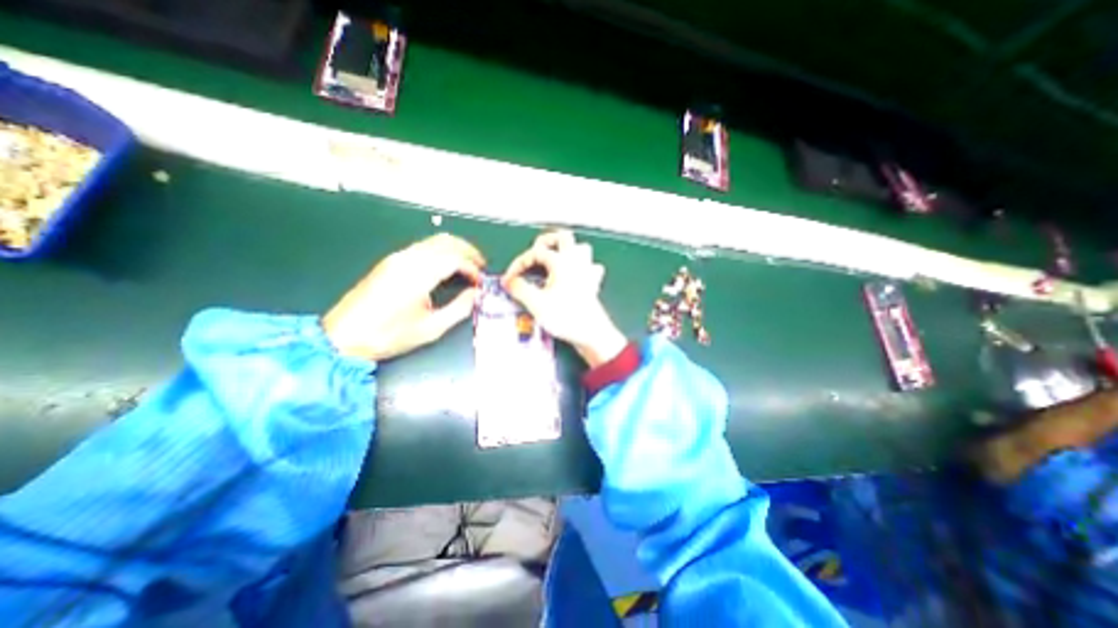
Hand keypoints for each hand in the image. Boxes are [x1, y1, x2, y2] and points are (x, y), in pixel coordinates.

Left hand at [322, 233, 481, 360]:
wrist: (343, 337)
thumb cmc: (387, 336)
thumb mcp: (431, 329)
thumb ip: (459, 309)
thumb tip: (476, 295)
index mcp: (418, 274)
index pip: (455, 259)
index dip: (472, 269)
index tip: (480, 283)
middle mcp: (407, 259)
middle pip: (445, 241)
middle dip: (468, 251)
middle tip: (481, 266)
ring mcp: (396, 258)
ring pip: (434, 241)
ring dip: (455, 250)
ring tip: (467, 266)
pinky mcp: (390, 262)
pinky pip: (422, 248)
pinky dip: (441, 253)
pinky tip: (446, 268)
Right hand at [503, 230, 625, 366]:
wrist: (592, 333)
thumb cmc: (566, 317)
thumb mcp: (536, 303)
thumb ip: (519, 288)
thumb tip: (508, 281)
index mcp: (561, 262)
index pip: (535, 252)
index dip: (519, 263)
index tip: (511, 278)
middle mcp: (576, 261)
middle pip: (563, 237)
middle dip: (546, 241)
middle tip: (535, 252)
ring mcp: (587, 271)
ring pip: (580, 248)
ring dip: (566, 250)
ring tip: (555, 259)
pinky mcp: (593, 283)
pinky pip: (590, 266)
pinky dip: (581, 267)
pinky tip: (574, 276)